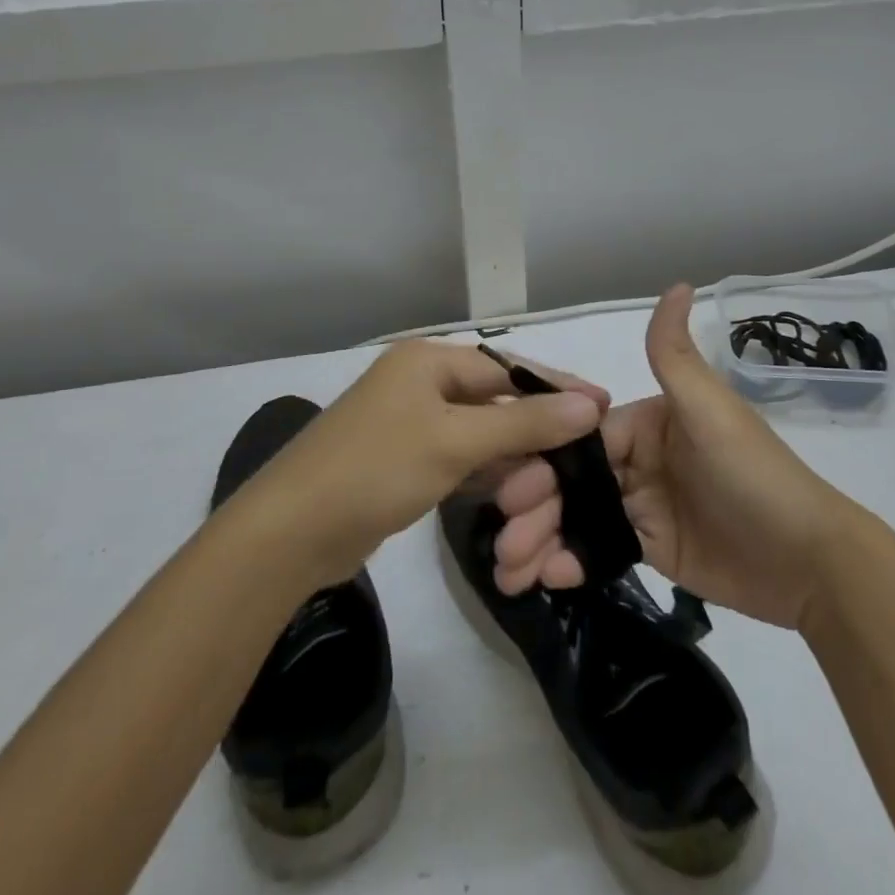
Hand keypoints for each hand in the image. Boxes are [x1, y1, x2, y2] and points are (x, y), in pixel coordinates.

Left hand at [233, 340, 609, 588]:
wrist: (290, 534)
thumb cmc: (376, 469)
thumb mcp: (455, 441)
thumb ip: (525, 422)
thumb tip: (590, 404)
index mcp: (427, 361)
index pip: (507, 367)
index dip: (556, 387)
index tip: (603, 406)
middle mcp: (418, 383)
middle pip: (494, 399)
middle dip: (536, 427)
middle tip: (585, 453)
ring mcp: (408, 424)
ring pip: (477, 433)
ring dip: (513, 455)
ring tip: (557, 477)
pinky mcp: (402, 462)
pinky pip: (457, 458)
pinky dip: (485, 472)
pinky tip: (515, 489)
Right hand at [492, 285, 859, 628]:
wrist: (810, 561)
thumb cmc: (753, 474)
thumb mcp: (710, 409)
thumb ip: (675, 354)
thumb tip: (678, 283)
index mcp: (647, 421)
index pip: (581, 436)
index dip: (544, 457)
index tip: (509, 485)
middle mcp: (639, 458)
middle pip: (573, 478)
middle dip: (533, 504)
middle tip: (503, 538)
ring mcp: (643, 505)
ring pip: (578, 515)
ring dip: (540, 538)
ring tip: (509, 569)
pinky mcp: (650, 548)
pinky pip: (599, 549)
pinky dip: (569, 561)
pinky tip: (543, 578)